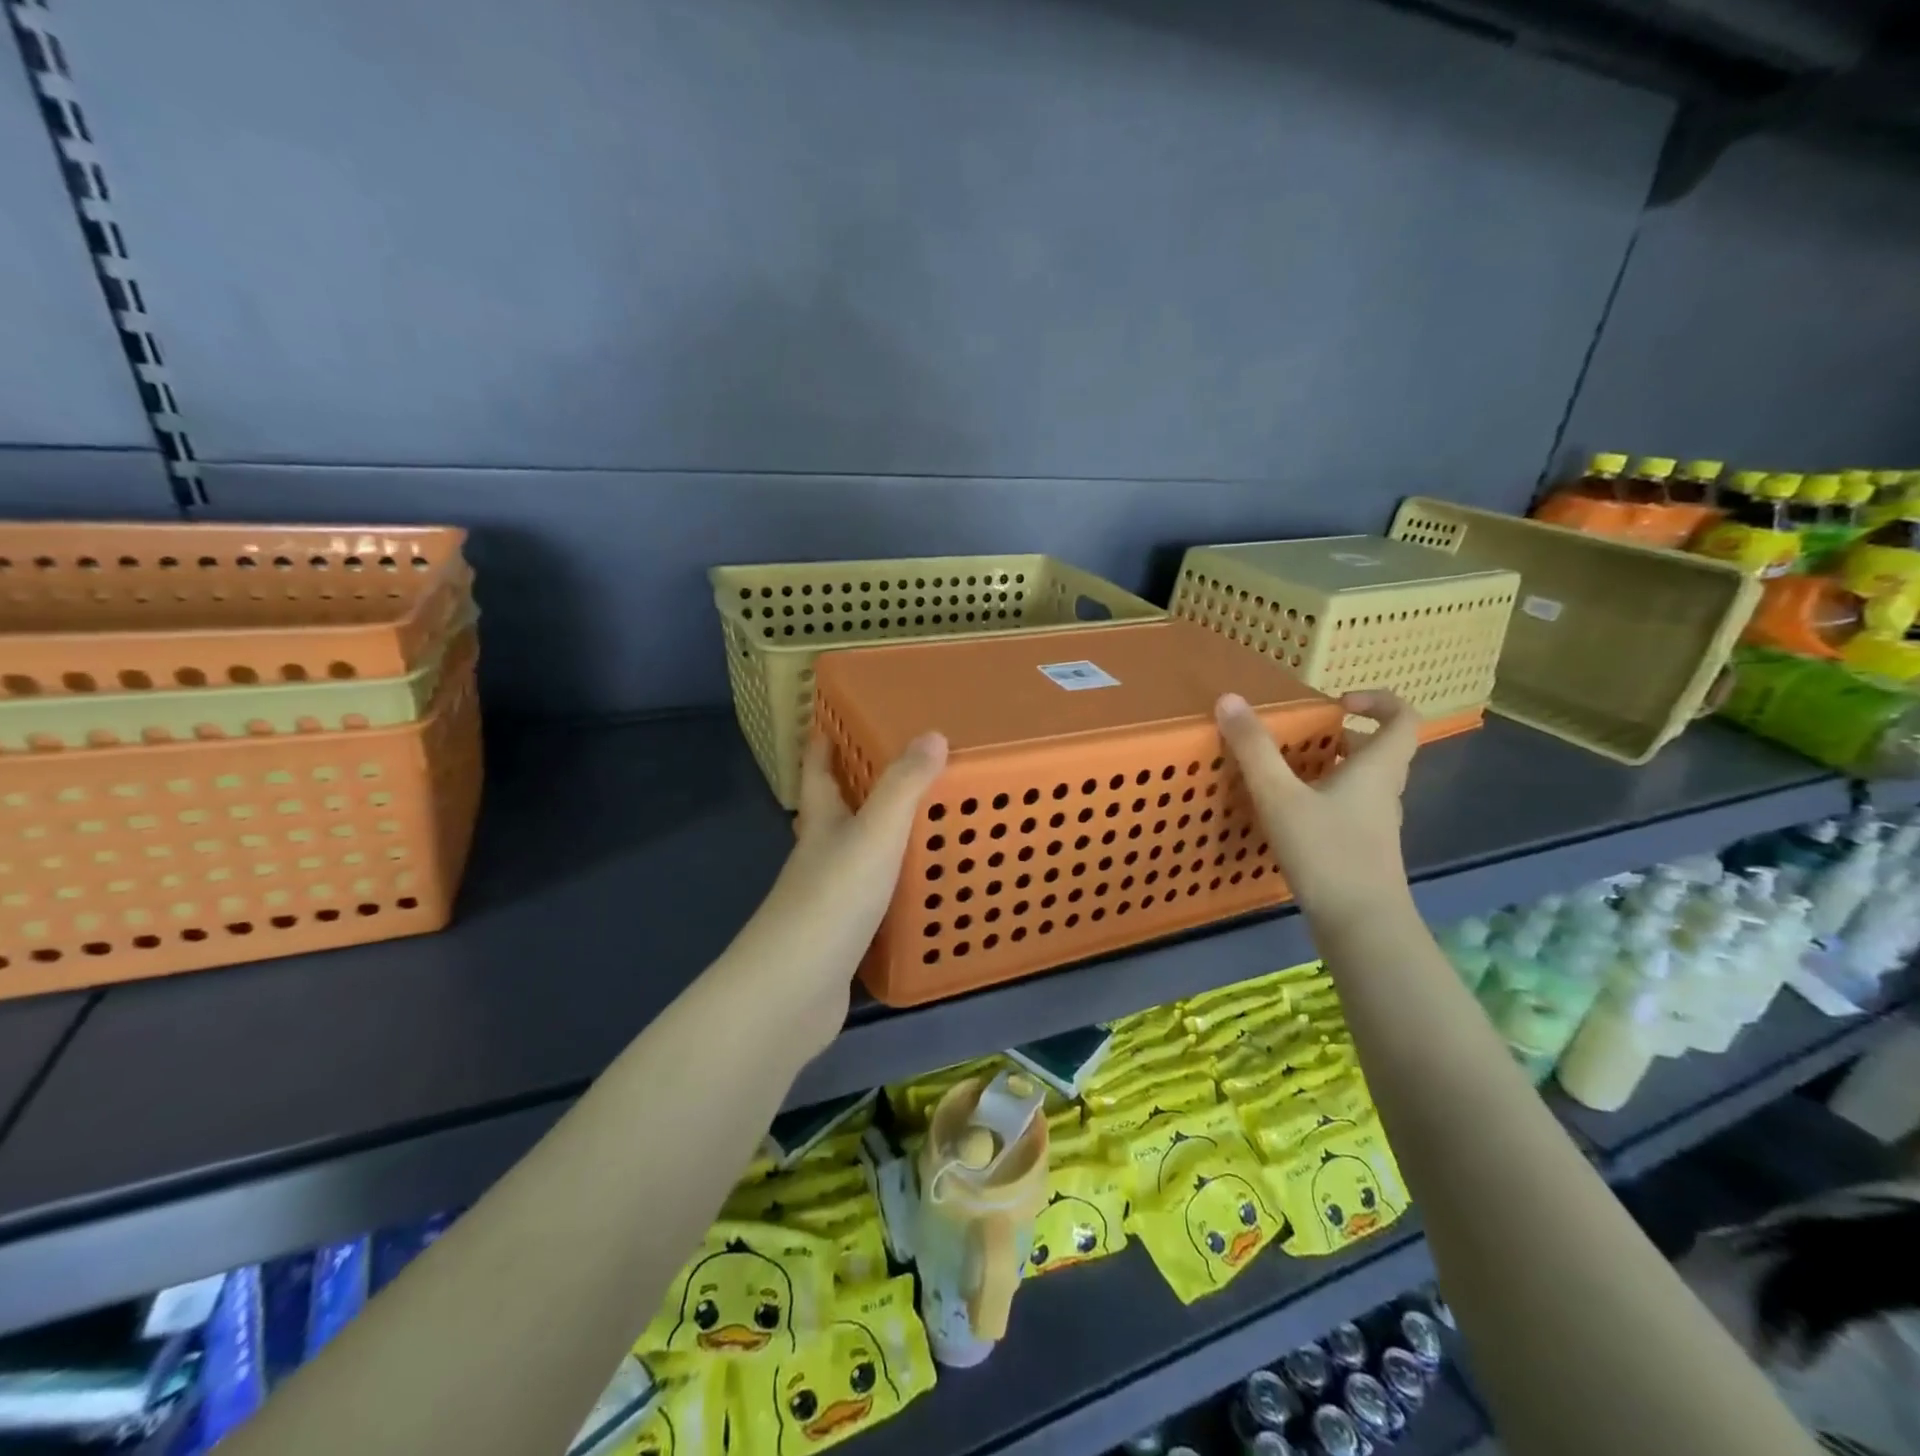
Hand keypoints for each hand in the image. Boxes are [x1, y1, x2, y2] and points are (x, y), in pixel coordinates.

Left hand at [722, 732, 948, 1052]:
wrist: (792, 992)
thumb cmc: (832, 900)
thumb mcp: (875, 835)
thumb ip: (904, 788)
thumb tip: (931, 735)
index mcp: (821, 826)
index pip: (817, 774)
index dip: (821, 745)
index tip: (828, 719)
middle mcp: (818, 858)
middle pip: (832, 814)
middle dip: (851, 789)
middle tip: (891, 767)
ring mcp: (825, 901)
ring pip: (851, 857)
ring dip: (874, 839)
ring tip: (914, 824)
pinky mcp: (839, 939)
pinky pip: (868, 900)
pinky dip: (888, 888)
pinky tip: (912, 891)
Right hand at [1215, 689, 1417, 929]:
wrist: (1361, 925)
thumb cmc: (1326, 852)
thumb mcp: (1280, 796)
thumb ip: (1254, 749)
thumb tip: (1230, 699)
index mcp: (1377, 769)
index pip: (1403, 719)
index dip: (1378, 701)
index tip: (1338, 703)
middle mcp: (1385, 792)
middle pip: (1379, 750)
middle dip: (1342, 736)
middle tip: (1301, 737)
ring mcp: (1376, 824)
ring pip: (1362, 782)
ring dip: (1331, 768)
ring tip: (1287, 772)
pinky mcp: (1363, 850)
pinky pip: (1349, 809)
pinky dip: (1324, 800)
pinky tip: (1289, 815)